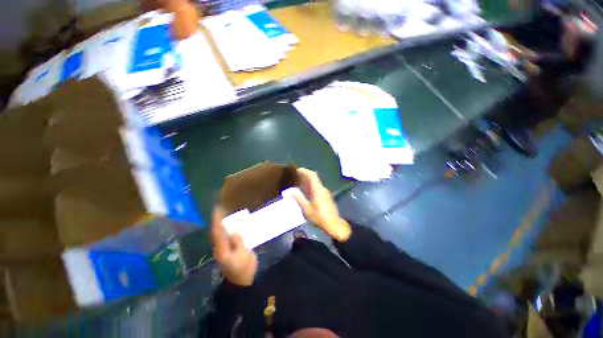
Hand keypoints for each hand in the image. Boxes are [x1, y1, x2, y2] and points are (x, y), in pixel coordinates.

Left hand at [210, 207, 256, 285]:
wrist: (242, 281)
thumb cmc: (244, 268)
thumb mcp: (243, 254)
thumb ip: (238, 241)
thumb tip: (234, 231)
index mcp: (222, 249)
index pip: (217, 232)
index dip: (217, 220)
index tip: (217, 209)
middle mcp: (219, 248)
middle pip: (216, 232)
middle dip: (217, 220)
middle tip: (221, 209)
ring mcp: (223, 250)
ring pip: (219, 234)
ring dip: (221, 224)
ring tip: (225, 214)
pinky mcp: (227, 251)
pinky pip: (224, 237)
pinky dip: (225, 230)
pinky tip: (230, 226)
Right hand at [292, 168, 351, 241]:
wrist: (334, 225)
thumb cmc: (320, 217)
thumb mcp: (307, 209)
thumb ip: (298, 198)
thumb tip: (288, 191)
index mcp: (318, 189)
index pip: (312, 175)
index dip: (304, 171)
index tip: (296, 170)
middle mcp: (322, 188)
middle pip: (314, 178)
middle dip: (305, 175)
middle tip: (295, 177)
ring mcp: (325, 192)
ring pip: (315, 183)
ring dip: (307, 181)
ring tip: (297, 184)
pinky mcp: (326, 197)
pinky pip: (317, 188)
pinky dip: (310, 187)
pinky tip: (305, 192)